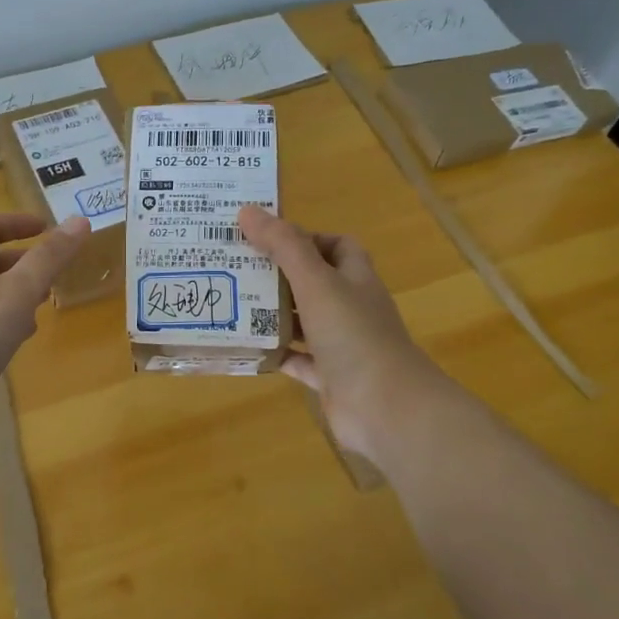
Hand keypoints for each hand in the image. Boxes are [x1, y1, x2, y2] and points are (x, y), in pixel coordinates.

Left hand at [0, 213, 89, 450]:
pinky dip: (4, 326)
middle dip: (21, 262)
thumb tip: (80, 220)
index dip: (16, 222)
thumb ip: (50, 258)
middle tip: (52, 272)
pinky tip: (18, 343)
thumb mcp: (19, 290)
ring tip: (42, 305)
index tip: (46, 227)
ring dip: (14, 295)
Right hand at [238, 204, 449, 466]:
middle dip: (278, 275)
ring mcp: (341, 346)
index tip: (266, 238)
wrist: (387, 408)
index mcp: (355, 279)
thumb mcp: (316, 282)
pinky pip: (296, 360)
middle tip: (235, 268)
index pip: (336, 246)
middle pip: (313, 283)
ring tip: (231, 303)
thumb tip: (247, 211)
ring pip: (302, 322)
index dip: (305, 238)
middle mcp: (350, 309)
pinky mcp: (329, 378)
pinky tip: (245, 347)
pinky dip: (274, 353)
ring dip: (272, 314)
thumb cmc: (354, 335)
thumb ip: (283, 247)